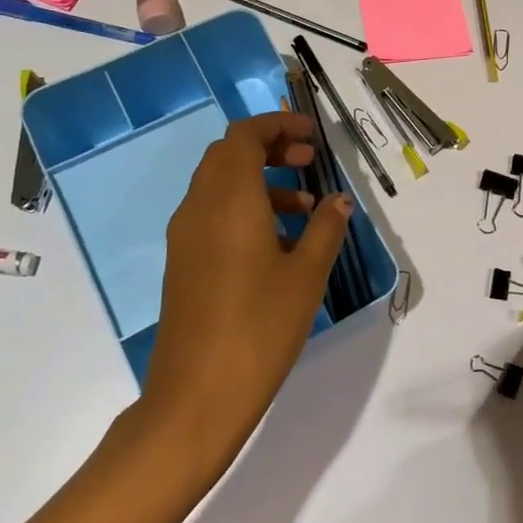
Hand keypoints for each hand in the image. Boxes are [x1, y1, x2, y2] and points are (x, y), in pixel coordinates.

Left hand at [138, 112, 351, 470]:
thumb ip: (326, 229)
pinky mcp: (183, 263)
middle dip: (269, 149)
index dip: (277, 126)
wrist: (196, 396)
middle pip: (228, 155)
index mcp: (229, 201)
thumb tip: (338, 201)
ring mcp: (185, 237)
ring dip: (259, 181)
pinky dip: (244, 209)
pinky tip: (278, 244)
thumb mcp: (306, 276)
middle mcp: (199, 208)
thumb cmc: (259, 328)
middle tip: (308, 162)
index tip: (311, 134)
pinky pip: (212, 215)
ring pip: (219, 185)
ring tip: (304, 209)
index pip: (244, 136)